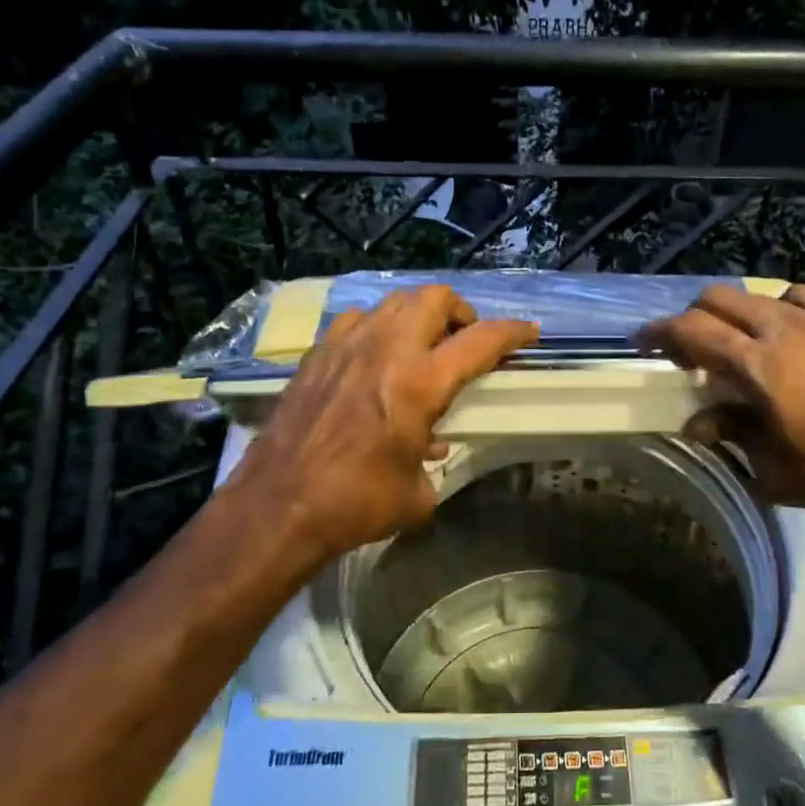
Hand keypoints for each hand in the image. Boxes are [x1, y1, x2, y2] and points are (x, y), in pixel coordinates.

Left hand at [230, 285, 537, 561]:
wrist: (277, 507)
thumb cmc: (355, 504)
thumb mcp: (416, 495)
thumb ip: (431, 463)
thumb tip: (429, 449)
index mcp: (419, 384)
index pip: (479, 341)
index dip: (511, 333)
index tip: (527, 333)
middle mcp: (385, 351)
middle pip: (433, 298)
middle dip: (459, 311)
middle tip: (464, 338)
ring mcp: (346, 347)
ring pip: (393, 301)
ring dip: (417, 315)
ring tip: (422, 344)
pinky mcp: (316, 356)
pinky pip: (355, 321)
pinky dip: (376, 328)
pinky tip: (375, 356)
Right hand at [637, 283, 804, 518]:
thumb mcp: (775, 469)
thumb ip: (731, 434)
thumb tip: (697, 422)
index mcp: (758, 366)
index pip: (691, 331)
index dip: (659, 332)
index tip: (643, 341)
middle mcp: (782, 329)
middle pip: (717, 299)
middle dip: (692, 318)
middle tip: (689, 347)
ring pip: (756, 294)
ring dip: (734, 314)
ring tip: (740, 342)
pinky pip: (798, 296)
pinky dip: (777, 309)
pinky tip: (787, 333)